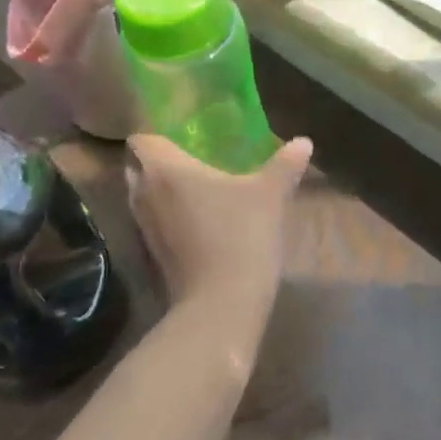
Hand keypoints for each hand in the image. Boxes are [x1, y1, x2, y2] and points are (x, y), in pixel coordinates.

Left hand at [125, 133, 311, 330]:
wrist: (221, 305)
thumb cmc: (241, 236)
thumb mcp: (270, 196)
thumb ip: (284, 165)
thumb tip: (303, 142)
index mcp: (164, 169)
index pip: (140, 140)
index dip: (155, 134)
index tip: (180, 135)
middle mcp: (144, 193)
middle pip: (137, 168)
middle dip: (157, 162)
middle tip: (191, 159)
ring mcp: (143, 228)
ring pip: (143, 197)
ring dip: (162, 192)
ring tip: (196, 190)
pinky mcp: (151, 255)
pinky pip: (153, 223)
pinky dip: (168, 218)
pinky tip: (198, 222)